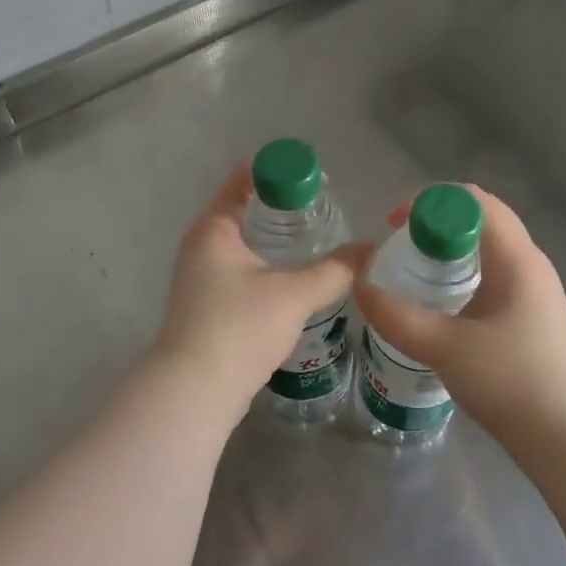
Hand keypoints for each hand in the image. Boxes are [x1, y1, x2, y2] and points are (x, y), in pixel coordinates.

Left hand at [151, 168, 367, 413]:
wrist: (195, 391)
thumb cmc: (240, 327)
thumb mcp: (294, 295)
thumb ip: (335, 270)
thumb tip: (370, 250)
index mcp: (214, 228)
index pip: (244, 181)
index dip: (280, 174)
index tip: (316, 179)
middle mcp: (201, 245)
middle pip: (243, 210)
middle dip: (281, 206)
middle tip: (323, 209)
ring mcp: (199, 276)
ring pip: (242, 243)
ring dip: (273, 238)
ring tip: (314, 239)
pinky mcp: (206, 304)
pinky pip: (239, 269)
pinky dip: (264, 264)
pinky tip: (292, 277)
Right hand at [355, 185, 565, 448]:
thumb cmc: (514, 383)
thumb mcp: (446, 348)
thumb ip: (398, 317)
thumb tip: (360, 287)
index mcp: (516, 258)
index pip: (473, 201)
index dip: (430, 202)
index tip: (395, 225)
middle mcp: (528, 263)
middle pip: (479, 219)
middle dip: (435, 222)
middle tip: (399, 244)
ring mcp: (532, 289)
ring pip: (485, 247)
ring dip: (447, 248)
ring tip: (411, 269)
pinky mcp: (529, 314)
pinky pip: (489, 273)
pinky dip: (460, 272)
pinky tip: (438, 302)